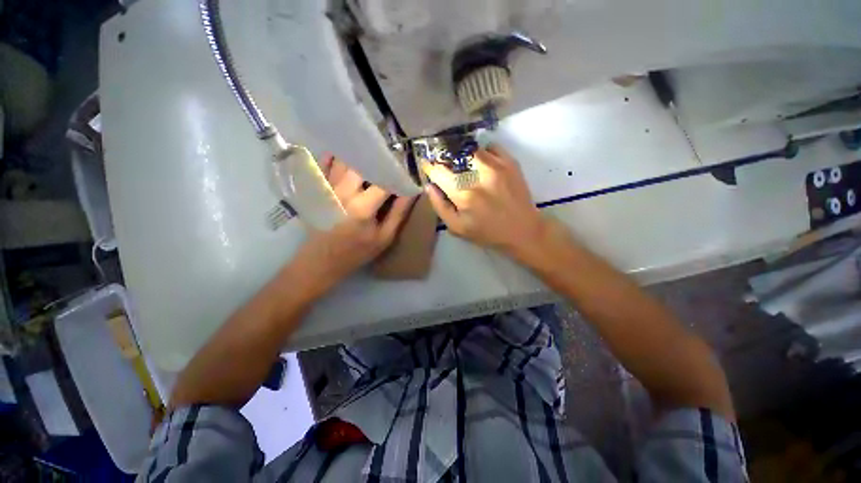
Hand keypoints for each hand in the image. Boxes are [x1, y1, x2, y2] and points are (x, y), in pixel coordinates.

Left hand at [292, 155, 415, 294]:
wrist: (321, 261)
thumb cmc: (357, 251)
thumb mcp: (384, 238)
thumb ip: (399, 213)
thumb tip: (411, 191)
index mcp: (363, 206)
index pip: (385, 180)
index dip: (397, 172)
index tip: (407, 167)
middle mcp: (343, 192)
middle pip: (363, 164)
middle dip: (378, 159)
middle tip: (390, 157)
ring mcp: (327, 188)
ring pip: (344, 159)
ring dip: (359, 155)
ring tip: (372, 152)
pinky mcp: (318, 189)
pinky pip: (324, 163)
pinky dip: (335, 156)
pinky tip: (346, 154)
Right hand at [423, 146, 547, 256]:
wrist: (523, 230)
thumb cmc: (488, 233)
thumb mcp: (457, 228)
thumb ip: (440, 206)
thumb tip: (430, 186)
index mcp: (464, 194)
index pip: (438, 171)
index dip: (429, 167)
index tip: (428, 167)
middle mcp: (479, 175)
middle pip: (453, 156)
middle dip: (446, 162)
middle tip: (448, 171)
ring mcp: (497, 165)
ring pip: (471, 150)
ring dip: (464, 158)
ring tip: (466, 168)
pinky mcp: (510, 162)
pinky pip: (491, 147)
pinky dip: (483, 153)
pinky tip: (484, 165)